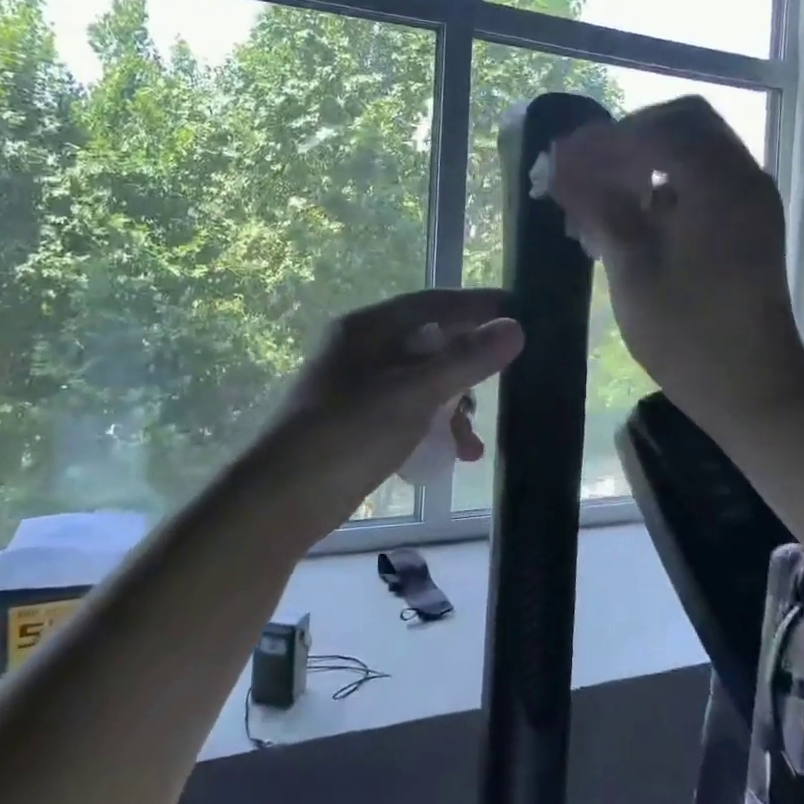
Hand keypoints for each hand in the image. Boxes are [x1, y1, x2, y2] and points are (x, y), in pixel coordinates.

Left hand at [276, 288, 523, 490]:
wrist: (281, 500)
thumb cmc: (348, 434)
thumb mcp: (413, 394)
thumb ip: (466, 360)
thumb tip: (515, 327)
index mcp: (368, 328)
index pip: (434, 303)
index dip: (479, 306)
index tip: (522, 311)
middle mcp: (363, 349)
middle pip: (431, 344)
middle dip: (469, 370)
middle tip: (504, 385)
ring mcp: (359, 387)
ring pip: (424, 383)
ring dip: (453, 409)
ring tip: (470, 446)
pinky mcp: (359, 422)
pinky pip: (409, 412)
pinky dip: (432, 429)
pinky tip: (452, 456)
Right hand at [543, 97, 803, 427]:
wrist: (753, 390)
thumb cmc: (688, 335)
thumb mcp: (632, 269)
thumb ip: (599, 208)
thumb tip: (561, 167)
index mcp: (718, 184)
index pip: (655, 130)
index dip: (602, 139)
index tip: (559, 159)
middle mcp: (743, 178)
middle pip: (682, 125)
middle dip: (627, 140)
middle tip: (583, 171)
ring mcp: (750, 200)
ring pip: (693, 151)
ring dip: (644, 161)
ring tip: (597, 196)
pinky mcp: (747, 224)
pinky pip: (703, 181)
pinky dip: (664, 184)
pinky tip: (628, 217)